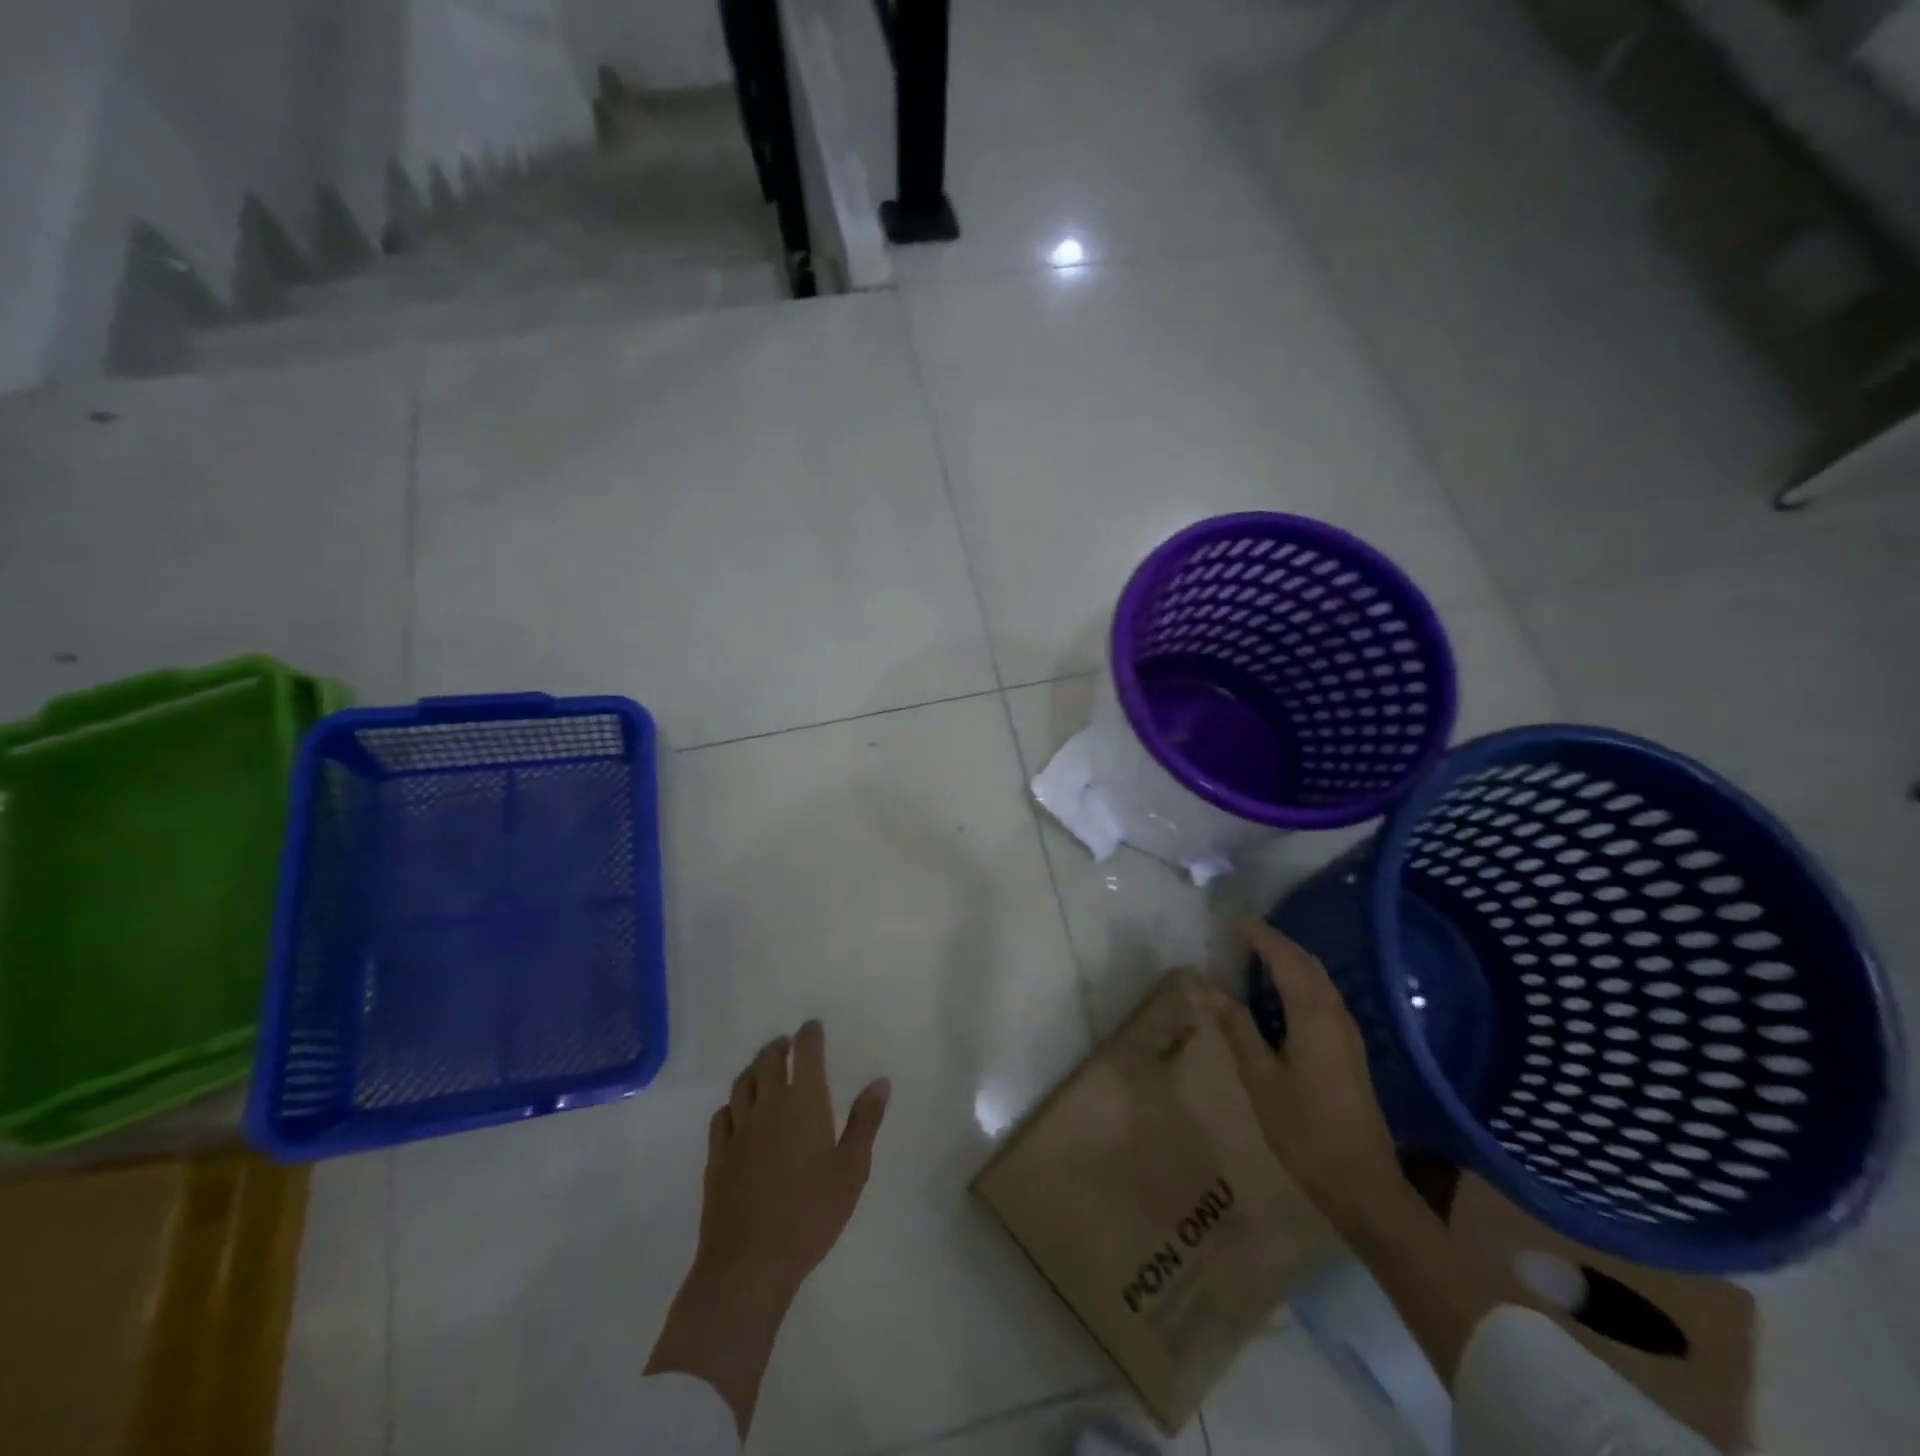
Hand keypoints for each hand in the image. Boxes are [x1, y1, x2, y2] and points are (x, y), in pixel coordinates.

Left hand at [694, 1019, 889, 1298]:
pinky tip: (737, 1112)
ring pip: (742, 1083)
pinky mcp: (717, 1156)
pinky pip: (722, 1115)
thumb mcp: (852, 1169)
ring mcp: (738, 1130)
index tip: (813, 1026)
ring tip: (763, 1069)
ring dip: (755, 1068)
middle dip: (780, 1046)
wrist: (749, 1262)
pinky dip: (732, 1104)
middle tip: (788, 1044)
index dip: (809, 1035)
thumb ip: (865, 1121)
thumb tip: (880, 1081)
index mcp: (804, 1102)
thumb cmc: (811, 1213)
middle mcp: (768, 1105)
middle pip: (768, 1060)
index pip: (805, 1053)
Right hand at [1218, 921, 1402, 1216]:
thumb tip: (1211, 987)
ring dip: (1292, 963)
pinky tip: (1283, 997)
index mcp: (1314, 1016)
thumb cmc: (1304, 1129)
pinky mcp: (1350, 1051)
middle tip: (1245, 938)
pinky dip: (1302, 983)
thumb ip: (1238, 1027)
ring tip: (1259, 959)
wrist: (1362, 1183)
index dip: (1263, 939)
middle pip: (1308, 965)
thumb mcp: (1260, 1078)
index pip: (1287, 961)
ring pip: (1320, 982)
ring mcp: (1348, 1034)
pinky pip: (1324, 998)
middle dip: (1279, 945)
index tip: (1237, 925)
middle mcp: (1336, 1016)